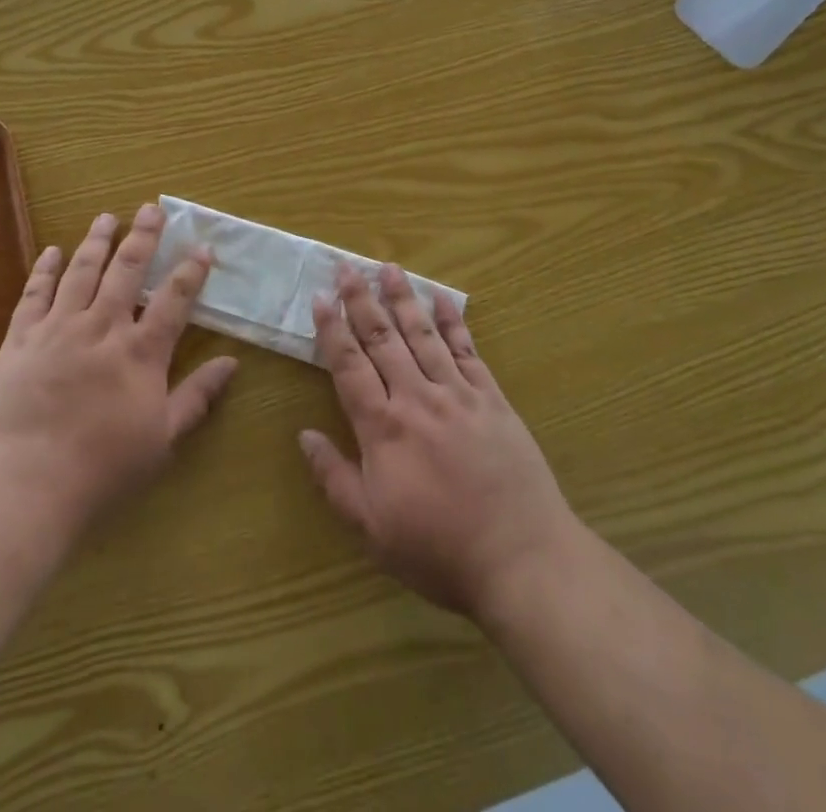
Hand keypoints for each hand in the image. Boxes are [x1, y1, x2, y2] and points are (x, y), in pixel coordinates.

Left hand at [0, 205, 237, 541]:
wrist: (25, 483)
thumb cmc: (102, 468)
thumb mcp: (162, 439)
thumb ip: (197, 397)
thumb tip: (232, 363)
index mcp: (140, 352)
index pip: (173, 300)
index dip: (191, 271)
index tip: (202, 247)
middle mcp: (102, 327)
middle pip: (127, 270)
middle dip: (144, 237)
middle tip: (151, 208)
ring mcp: (58, 328)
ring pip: (82, 271)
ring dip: (97, 241)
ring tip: (108, 217)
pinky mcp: (21, 339)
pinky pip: (34, 294)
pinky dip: (45, 269)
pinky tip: (52, 251)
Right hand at [300, 265, 581, 620]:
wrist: (522, 559)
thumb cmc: (438, 550)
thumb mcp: (372, 528)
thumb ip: (334, 478)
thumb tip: (304, 435)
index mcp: (383, 428)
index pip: (349, 366)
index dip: (332, 330)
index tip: (321, 297)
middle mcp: (417, 399)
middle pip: (383, 339)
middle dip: (362, 300)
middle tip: (347, 267)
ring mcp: (458, 394)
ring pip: (422, 335)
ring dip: (402, 299)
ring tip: (388, 268)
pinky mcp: (492, 399)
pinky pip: (468, 351)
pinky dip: (453, 322)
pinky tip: (442, 299)